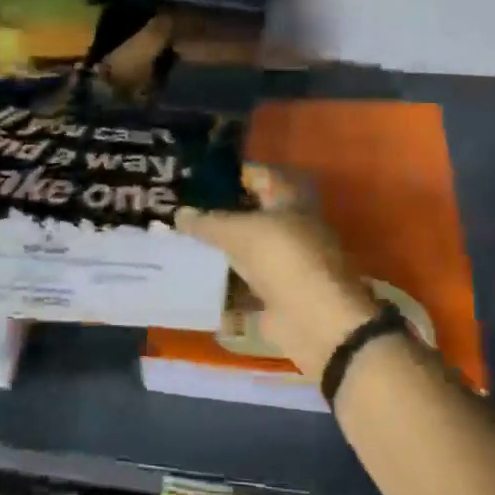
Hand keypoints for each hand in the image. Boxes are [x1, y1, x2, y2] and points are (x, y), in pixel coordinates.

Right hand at [177, 165, 379, 378]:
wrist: (315, 321)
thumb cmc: (283, 259)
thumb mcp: (238, 232)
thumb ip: (207, 222)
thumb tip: (179, 213)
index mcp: (292, 202)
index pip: (262, 176)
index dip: (234, 174)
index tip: (201, 177)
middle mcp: (292, 228)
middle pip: (253, 215)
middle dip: (222, 214)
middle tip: (183, 212)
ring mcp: (286, 264)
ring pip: (248, 250)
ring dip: (222, 250)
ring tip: (182, 244)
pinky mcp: (278, 296)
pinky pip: (245, 285)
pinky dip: (225, 286)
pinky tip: (196, 282)